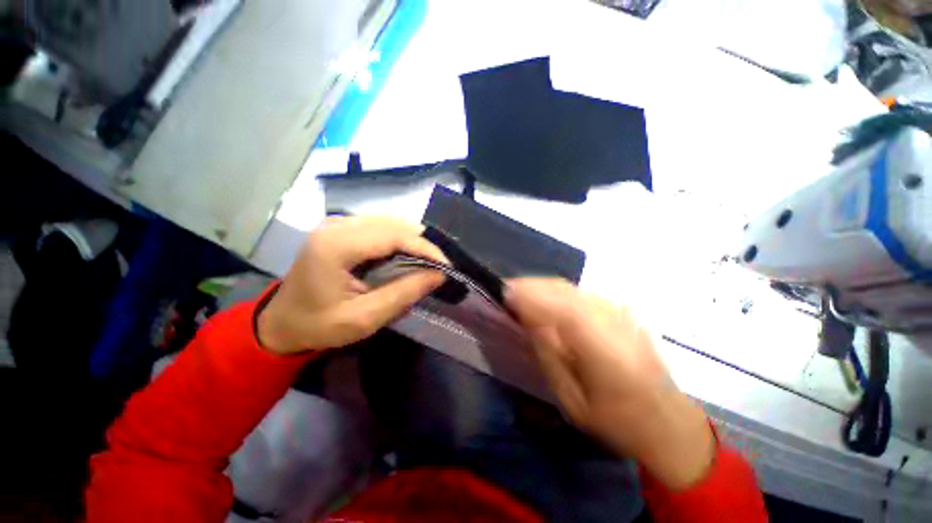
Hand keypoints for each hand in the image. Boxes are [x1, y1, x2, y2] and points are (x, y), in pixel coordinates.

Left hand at [257, 216, 446, 354]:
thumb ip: (403, 294)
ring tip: (428, 262)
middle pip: (394, 225)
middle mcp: (337, 225)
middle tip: (440, 266)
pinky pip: (381, 227)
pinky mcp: (341, 228)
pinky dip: (400, 240)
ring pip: (390, 223)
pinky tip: (407, 255)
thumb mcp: (363, 318)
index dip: (425, 248)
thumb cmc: (318, 325)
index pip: (394, 236)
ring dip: (413, 241)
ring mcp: (338, 223)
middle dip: (422, 244)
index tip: (447, 266)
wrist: (282, 322)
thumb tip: (439, 275)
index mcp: (336, 245)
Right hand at [506, 278, 714, 489]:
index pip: (563, 309)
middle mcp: (614, 322)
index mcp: (606, 352)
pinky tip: (543, 299)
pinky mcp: (620, 308)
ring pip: (570, 287)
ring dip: (541, 286)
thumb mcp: (572, 400)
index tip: (504, 293)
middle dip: (530, 286)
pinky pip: (578, 291)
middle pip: (564, 290)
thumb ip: (549, 356)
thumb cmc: (616, 420)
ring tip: (519, 294)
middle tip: (506, 292)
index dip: (532, 296)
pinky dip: (555, 290)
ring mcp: (620, 311)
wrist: (667, 420)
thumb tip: (529, 320)